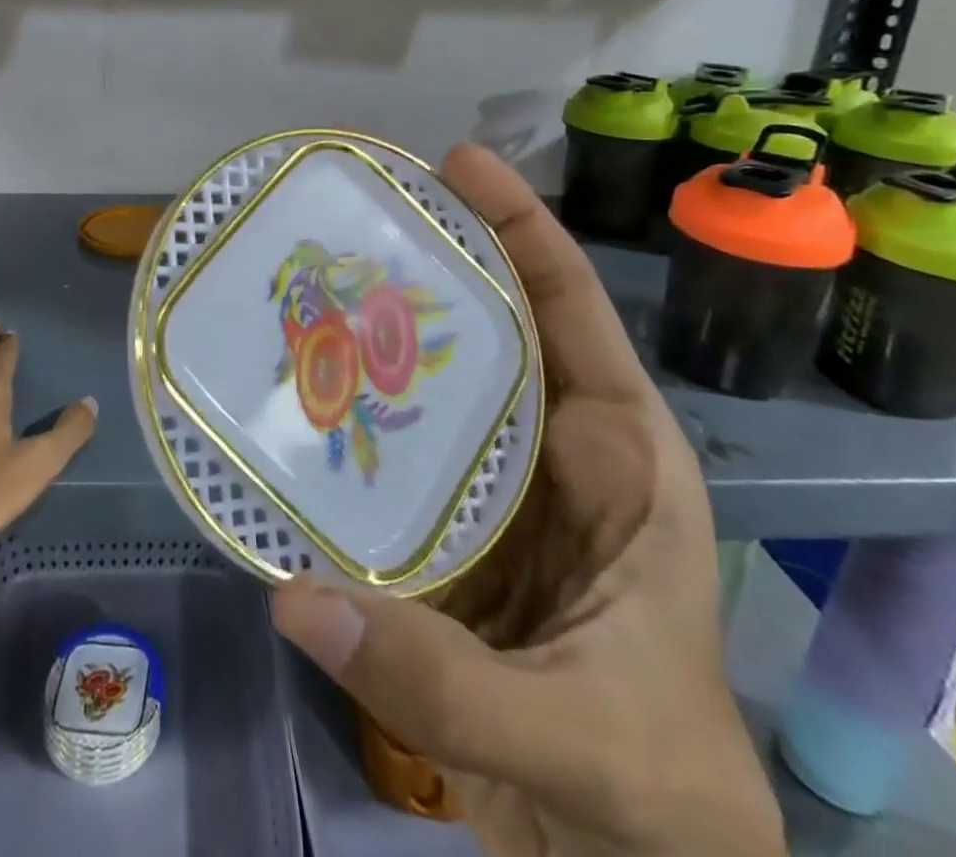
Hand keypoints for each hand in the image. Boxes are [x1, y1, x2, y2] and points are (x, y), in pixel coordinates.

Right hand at [272, 146, 783, 856]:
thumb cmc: (661, 804)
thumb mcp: (575, 739)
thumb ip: (438, 677)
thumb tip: (294, 595)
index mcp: (621, 459)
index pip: (571, 312)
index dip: (520, 227)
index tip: (457, 163)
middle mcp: (556, 452)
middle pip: (491, 329)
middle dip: (431, 263)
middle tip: (352, 216)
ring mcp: (498, 490)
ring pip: (436, 385)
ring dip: (380, 339)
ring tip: (309, 289)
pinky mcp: (451, 532)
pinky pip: (397, 453)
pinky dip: (354, 420)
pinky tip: (299, 400)